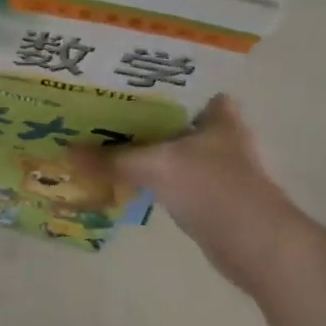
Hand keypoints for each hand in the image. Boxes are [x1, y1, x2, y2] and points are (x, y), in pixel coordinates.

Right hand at [76, 96, 312, 295]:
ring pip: (163, 144)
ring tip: (92, 135)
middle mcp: (216, 130)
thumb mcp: (156, 167)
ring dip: (135, 144)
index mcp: (216, 110)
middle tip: (90, 106)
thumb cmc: (215, 190)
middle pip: (164, 114)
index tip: (108, 77)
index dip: (143, 77)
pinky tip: (113, 170)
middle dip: (130, 112)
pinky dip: (143, 172)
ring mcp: (212, 162)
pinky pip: (164, 172)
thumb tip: (65, 153)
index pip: (175, 81)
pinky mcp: (205, 191)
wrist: (259, 248)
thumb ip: (111, 159)